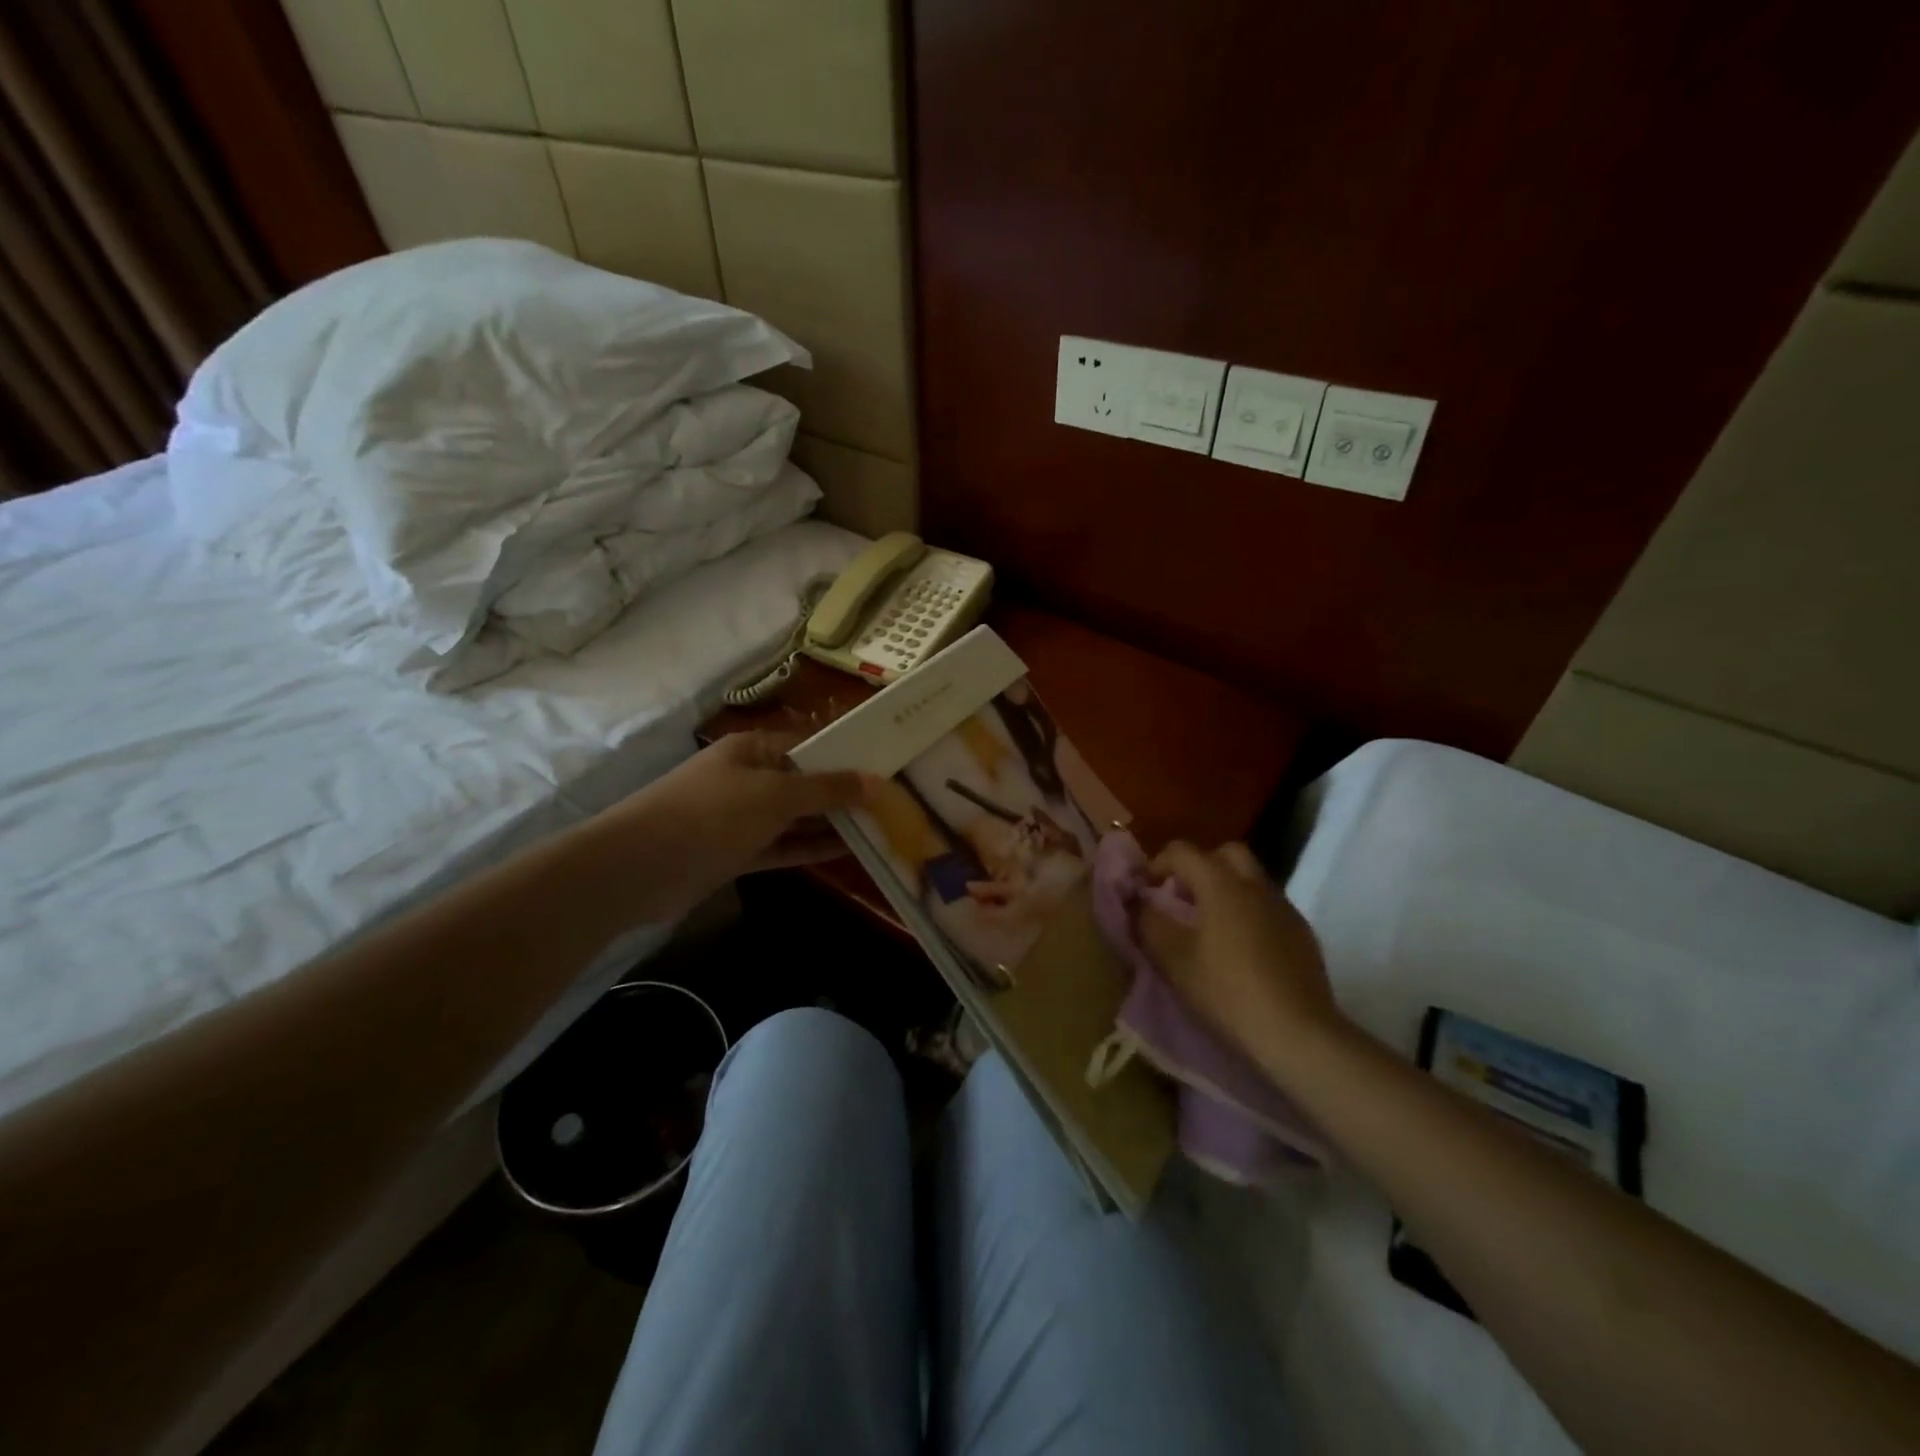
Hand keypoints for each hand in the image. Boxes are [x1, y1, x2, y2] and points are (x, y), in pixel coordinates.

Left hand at [602, 731, 875, 917]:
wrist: (637, 868)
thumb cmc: (711, 814)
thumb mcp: (774, 795)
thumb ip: (826, 789)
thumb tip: (875, 780)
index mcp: (755, 749)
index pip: (810, 745)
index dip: (848, 755)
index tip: (889, 765)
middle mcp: (749, 777)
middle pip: (805, 781)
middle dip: (844, 792)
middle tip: (894, 801)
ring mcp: (741, 817)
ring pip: (796, 817)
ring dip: (831, 822)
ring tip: (881, 827)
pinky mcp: (735, 852)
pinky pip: (781, 845)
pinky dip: (809, 848)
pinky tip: (846, 850)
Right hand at [1141, 841, 1344, 1072]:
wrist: (1297, 1033)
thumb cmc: (1227, 991)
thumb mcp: (1173, 959)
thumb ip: (1149, 922)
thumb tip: (1139, 902)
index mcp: (1221, 883)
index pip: (1182, 851)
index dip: (1157, 864)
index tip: (1146, 891)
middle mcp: (1255, 885)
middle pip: (1224, 853)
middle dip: (1199, 867)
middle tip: (1182, 898)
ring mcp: (1284, 908)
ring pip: (1250, 879)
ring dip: (1226, 890)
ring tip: (1209, 927)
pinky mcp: (1302, 934)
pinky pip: (1268, 907)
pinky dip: (1249, 913)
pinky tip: (1241, 950)